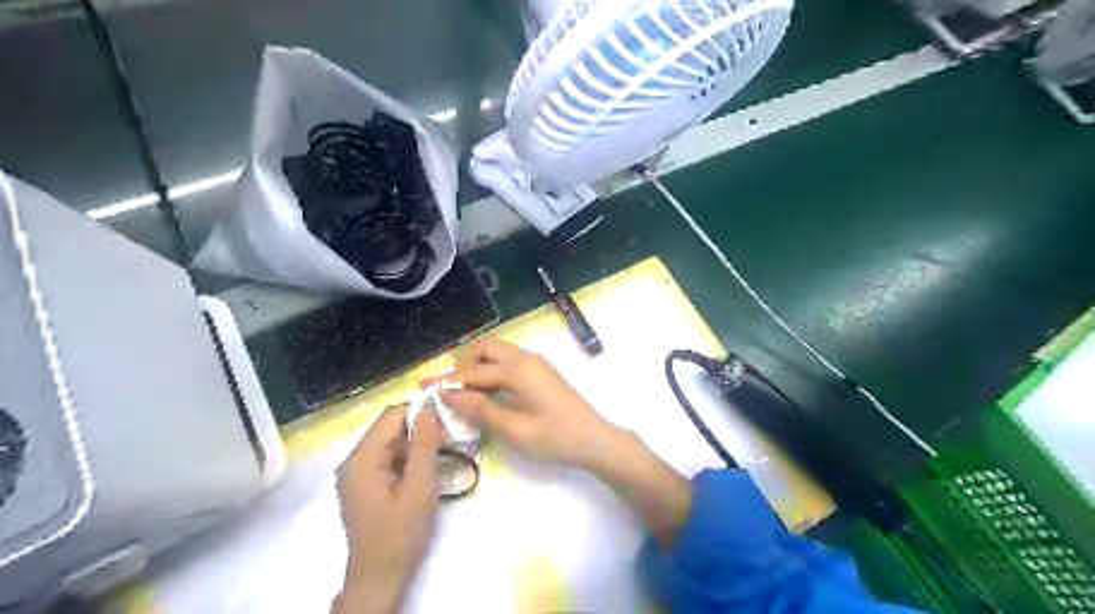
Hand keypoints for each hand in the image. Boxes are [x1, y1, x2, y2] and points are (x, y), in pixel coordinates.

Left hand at [332, 403, 441, 612]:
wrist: (380, 578)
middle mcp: (353, 460)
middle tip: (449, 437)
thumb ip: (425, 445)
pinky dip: (407, 458)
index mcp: (362, 458)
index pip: (392, 415)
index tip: (448, 416)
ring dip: (415, 444)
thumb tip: (430, 408)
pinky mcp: (363, 485)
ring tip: (443, 453)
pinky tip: (425, 469)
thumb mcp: (420, 486)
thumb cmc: (401, 533)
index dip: (420, 410)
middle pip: (389, 428)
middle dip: (419, 428)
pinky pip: (386, 458)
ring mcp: (355, 474)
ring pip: (389, 443)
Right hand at [446, 341, 691, 545]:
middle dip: (464, 363)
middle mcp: (526, 359)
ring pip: (499, 353)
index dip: (449, 381)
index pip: (474, 371)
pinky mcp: (542, 372)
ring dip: (479, 365)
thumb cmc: (555, 437)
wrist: (595, 439)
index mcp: (518, 370)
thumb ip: (481, 410)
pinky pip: (510, 362)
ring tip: (463, 391)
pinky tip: (487, 392)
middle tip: (448, 387)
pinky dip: (493, 370)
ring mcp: (536, 363)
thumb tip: (449, 396)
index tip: (425, 389)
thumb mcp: (514, 430)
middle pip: (487, 348)